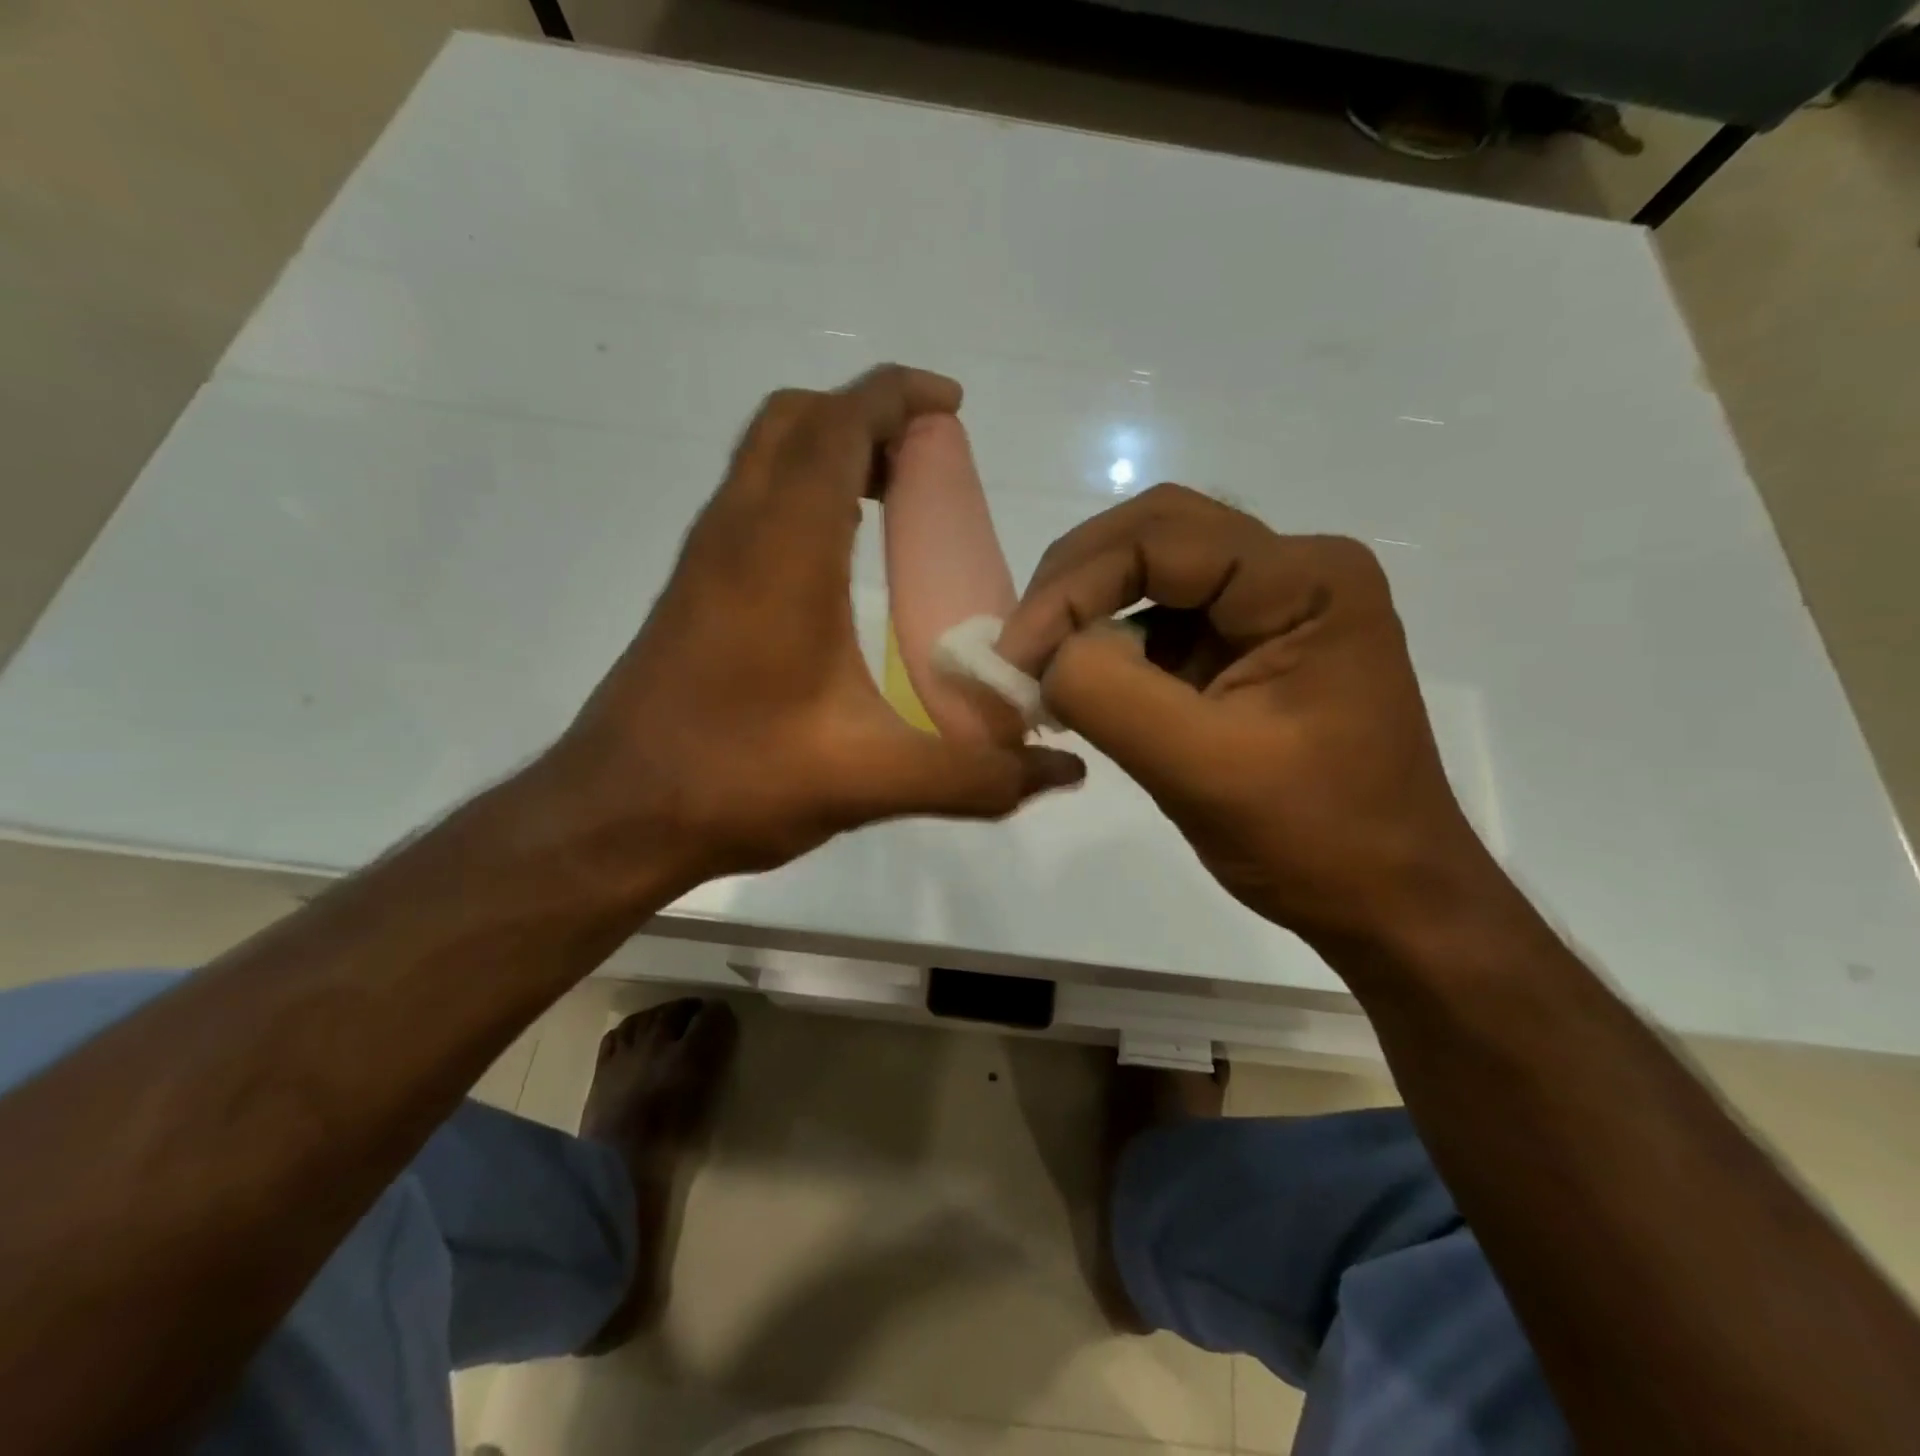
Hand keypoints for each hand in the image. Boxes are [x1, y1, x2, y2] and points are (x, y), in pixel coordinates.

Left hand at [544, 366, 1084, 890]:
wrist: (616, 814)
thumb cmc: (738, 780)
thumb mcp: (874, 782)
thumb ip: (976, 778)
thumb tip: (1064, 773)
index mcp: (784, 553)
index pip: (837, 426)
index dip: (897, 397)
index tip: (953, 407)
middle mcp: (736, 533)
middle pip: (795, 421)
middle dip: (866, 416)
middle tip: (927, 460)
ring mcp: (704, 560)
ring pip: (765, 458)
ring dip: (829, 450)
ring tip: (895, 497)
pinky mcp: (692, 591)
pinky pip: (750, 502)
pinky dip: (801, 493)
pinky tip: (839, 561)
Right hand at [995, 484, 1498, 949]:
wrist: (1386, 901)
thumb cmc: (1313, 838)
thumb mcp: (1202, 768)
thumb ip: (1109, 694)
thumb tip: (1041, 654)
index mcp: (1305, 579)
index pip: (1162, 537)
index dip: (1073, 585)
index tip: (1015, 655)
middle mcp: (1294, 571)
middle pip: (1156, 536)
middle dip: (1075, 584)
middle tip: (1020, 645)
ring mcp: (1272, 608)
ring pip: (1153, 575)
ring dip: (1088, 613)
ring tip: (1041, 669)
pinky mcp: (1249, 647)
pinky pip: (1164, 622)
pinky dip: (1111, 646)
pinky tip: (1081, 686)